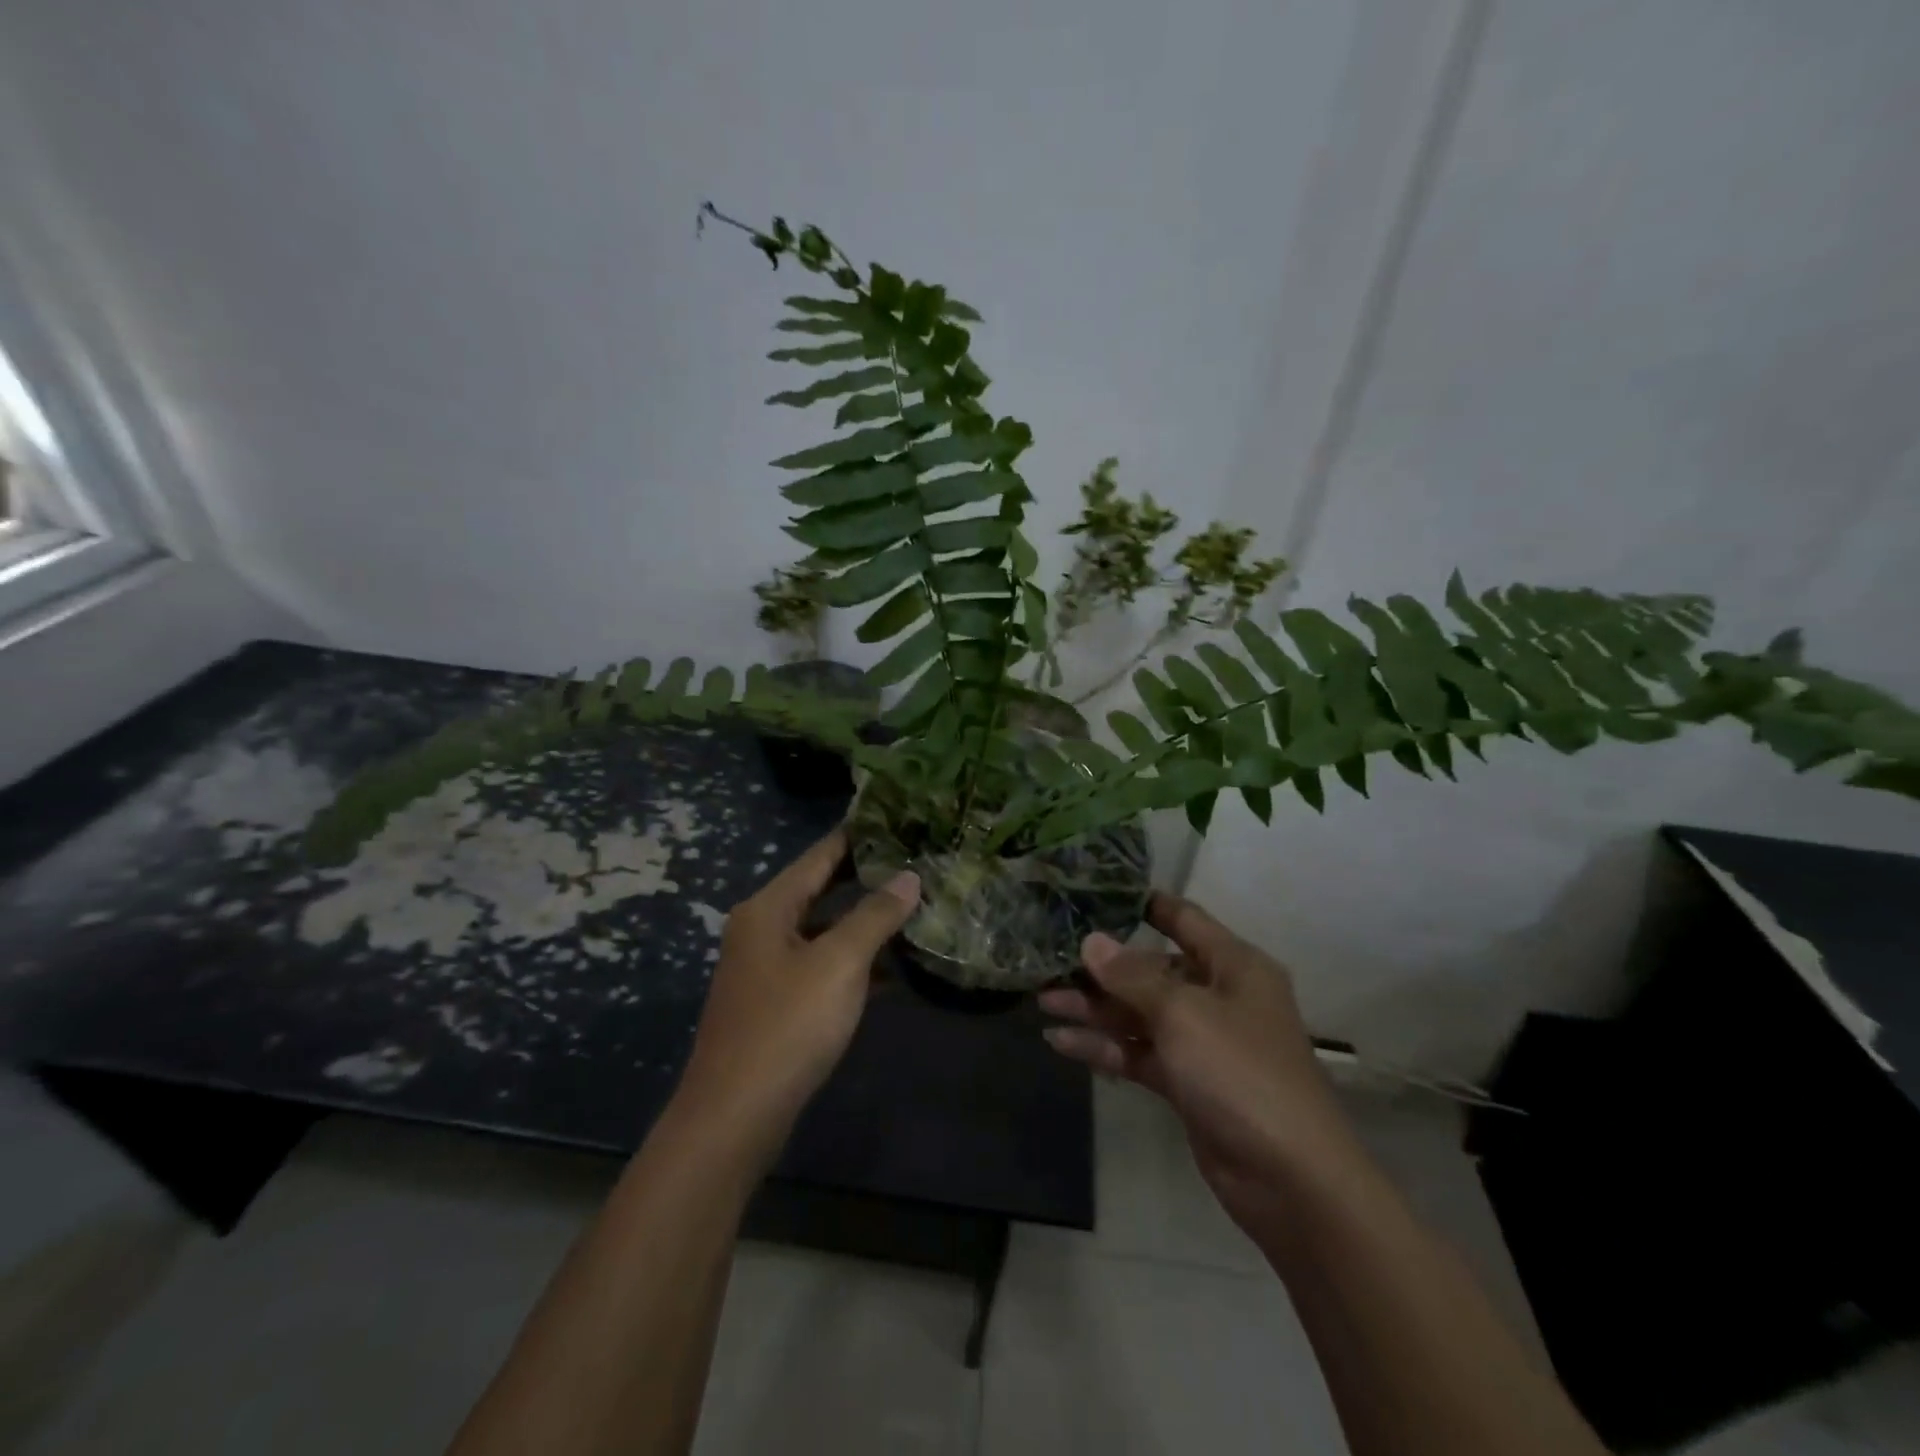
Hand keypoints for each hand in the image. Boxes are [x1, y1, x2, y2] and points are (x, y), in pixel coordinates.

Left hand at [676, 830, 919, 1148]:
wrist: (735, 1117)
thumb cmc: (787, 1026)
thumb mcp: (839, 964)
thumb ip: (875, 916)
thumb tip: (908, 877)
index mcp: (769, 907)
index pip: (820, 855)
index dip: (858, 835)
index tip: (898, 817)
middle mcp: (763, 928)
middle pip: (821, 889)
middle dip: (868, 877)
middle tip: (917, 860)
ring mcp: (768, 967)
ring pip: (825, 930)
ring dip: (866, 922)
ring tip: (916, 906)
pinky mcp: (778, 1003)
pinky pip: (823, 966)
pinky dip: (855, 962)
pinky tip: (896, 968)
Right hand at [1039, 892, 1359, 1236]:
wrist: (1290, 1178)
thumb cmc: (1241, 1072)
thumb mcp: (1183, 1013)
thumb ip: (1132, 977)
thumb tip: (1091, 942)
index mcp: (1234, 966)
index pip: (1184, 920)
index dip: (1145, 904)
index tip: (1098, 893)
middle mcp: (1219, 997)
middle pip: (1153, 971)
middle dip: (1104, 969)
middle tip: (1051, 960)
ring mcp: (1202, 1043)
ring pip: (1140, 1014)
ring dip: (1095, 1009)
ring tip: (1044, 1000)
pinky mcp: (1188, 1084)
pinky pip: (1140, 1054)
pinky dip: (1105, 1047)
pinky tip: (1061, 1041)